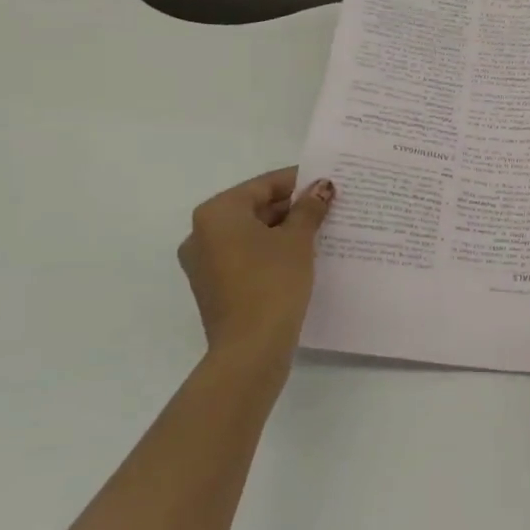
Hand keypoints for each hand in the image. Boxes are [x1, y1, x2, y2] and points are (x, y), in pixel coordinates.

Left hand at [178, 168, 334, 362]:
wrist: (251, 347)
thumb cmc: (272, 282)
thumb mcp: (298, 240)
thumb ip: (309, 209)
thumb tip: (321, 187)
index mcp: (217, 213)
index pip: (262, 185)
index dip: (297, 181)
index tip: (326, 182)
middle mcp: (201, 233)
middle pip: (254, 208)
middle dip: (291, 208)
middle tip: (328, 208)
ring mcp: (204, 263)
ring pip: (250, 234)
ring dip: (283, 231)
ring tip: (320, 231)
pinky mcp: (214, 287)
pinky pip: (245, 257)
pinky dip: (270, 252)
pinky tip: (300, 257)